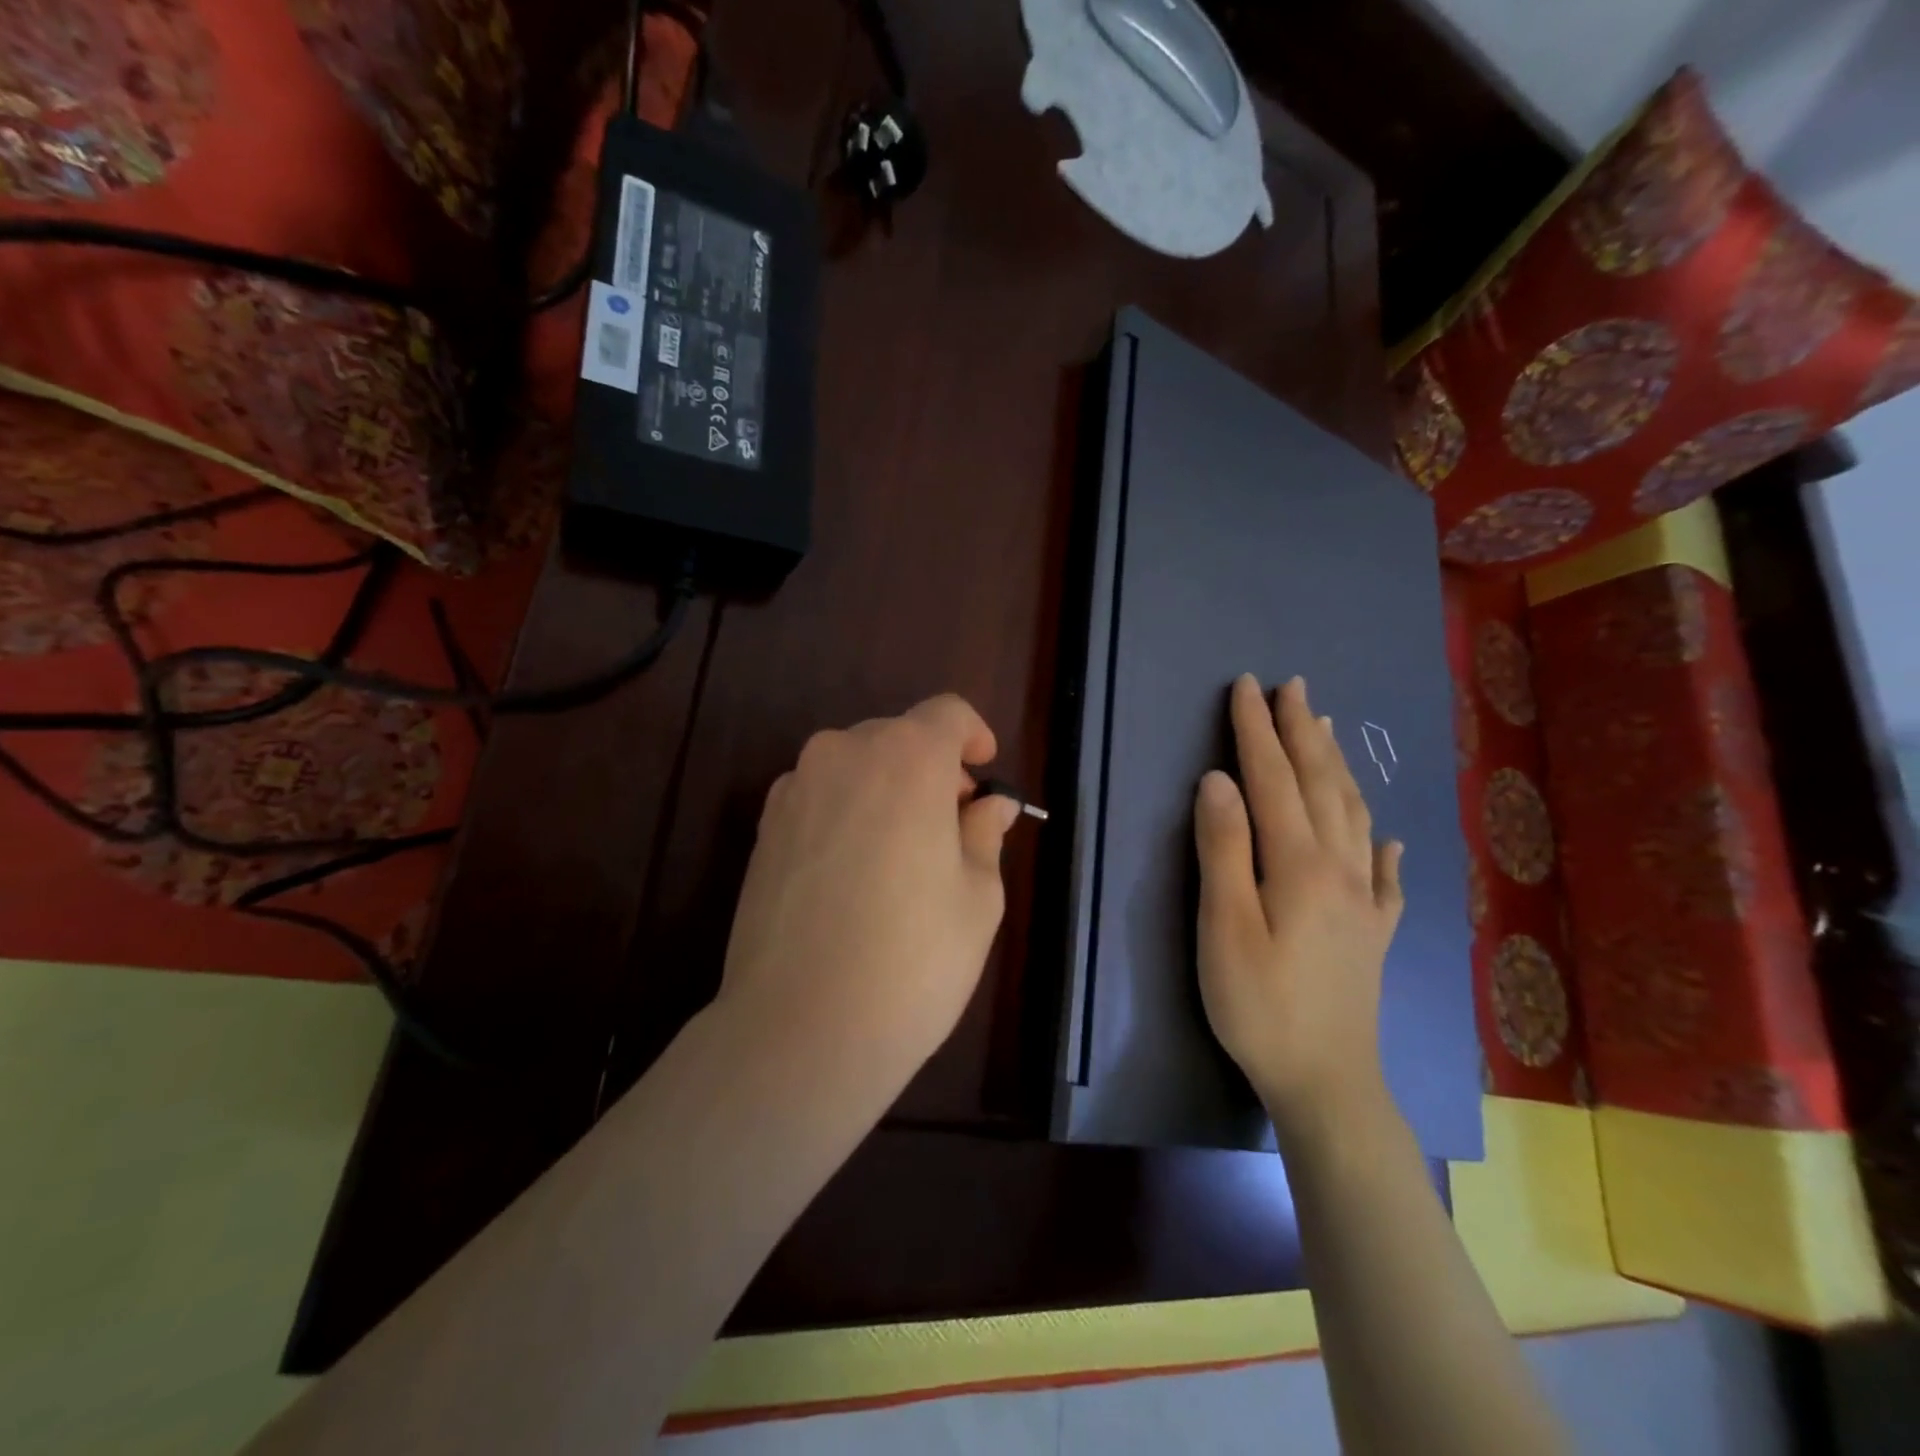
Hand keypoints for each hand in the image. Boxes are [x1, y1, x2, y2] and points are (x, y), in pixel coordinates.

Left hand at [717, 694, 1021, 1095]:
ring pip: (855, 766)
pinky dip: (846, 812)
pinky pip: (819, 797)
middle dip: (932, 768)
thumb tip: (989, 807)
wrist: (800, 1028)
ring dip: (886, 790)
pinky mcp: (763, 828)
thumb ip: (984, 834)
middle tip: (952, 827)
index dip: (974, 736)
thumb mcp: (976, 897)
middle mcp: (843, 754)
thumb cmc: (912, 960)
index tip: (983, 774)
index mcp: (907, 758)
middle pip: (898, 737)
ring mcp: (794, 789)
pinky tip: (854, 874)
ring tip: (902, 855)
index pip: (947, 714)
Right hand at [1194, 674, 1404, 1138]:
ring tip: (1329, 730)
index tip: (1246, 686)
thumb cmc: (1259, 1003)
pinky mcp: (1374, 932)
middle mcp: (1341, 869)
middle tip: (1293, 687)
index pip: (1274, 779)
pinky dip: (1383, 845)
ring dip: (1338, 767)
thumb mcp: (1224, 926)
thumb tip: (1218, 781)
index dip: (1257, 731)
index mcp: (1299, 863)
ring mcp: (1365, 900)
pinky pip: (1386, 874)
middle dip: (1303, 732)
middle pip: (1321, 785)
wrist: (1327, 1082)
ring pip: (1355, 815)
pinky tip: (1390, 840)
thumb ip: (1223, 849)